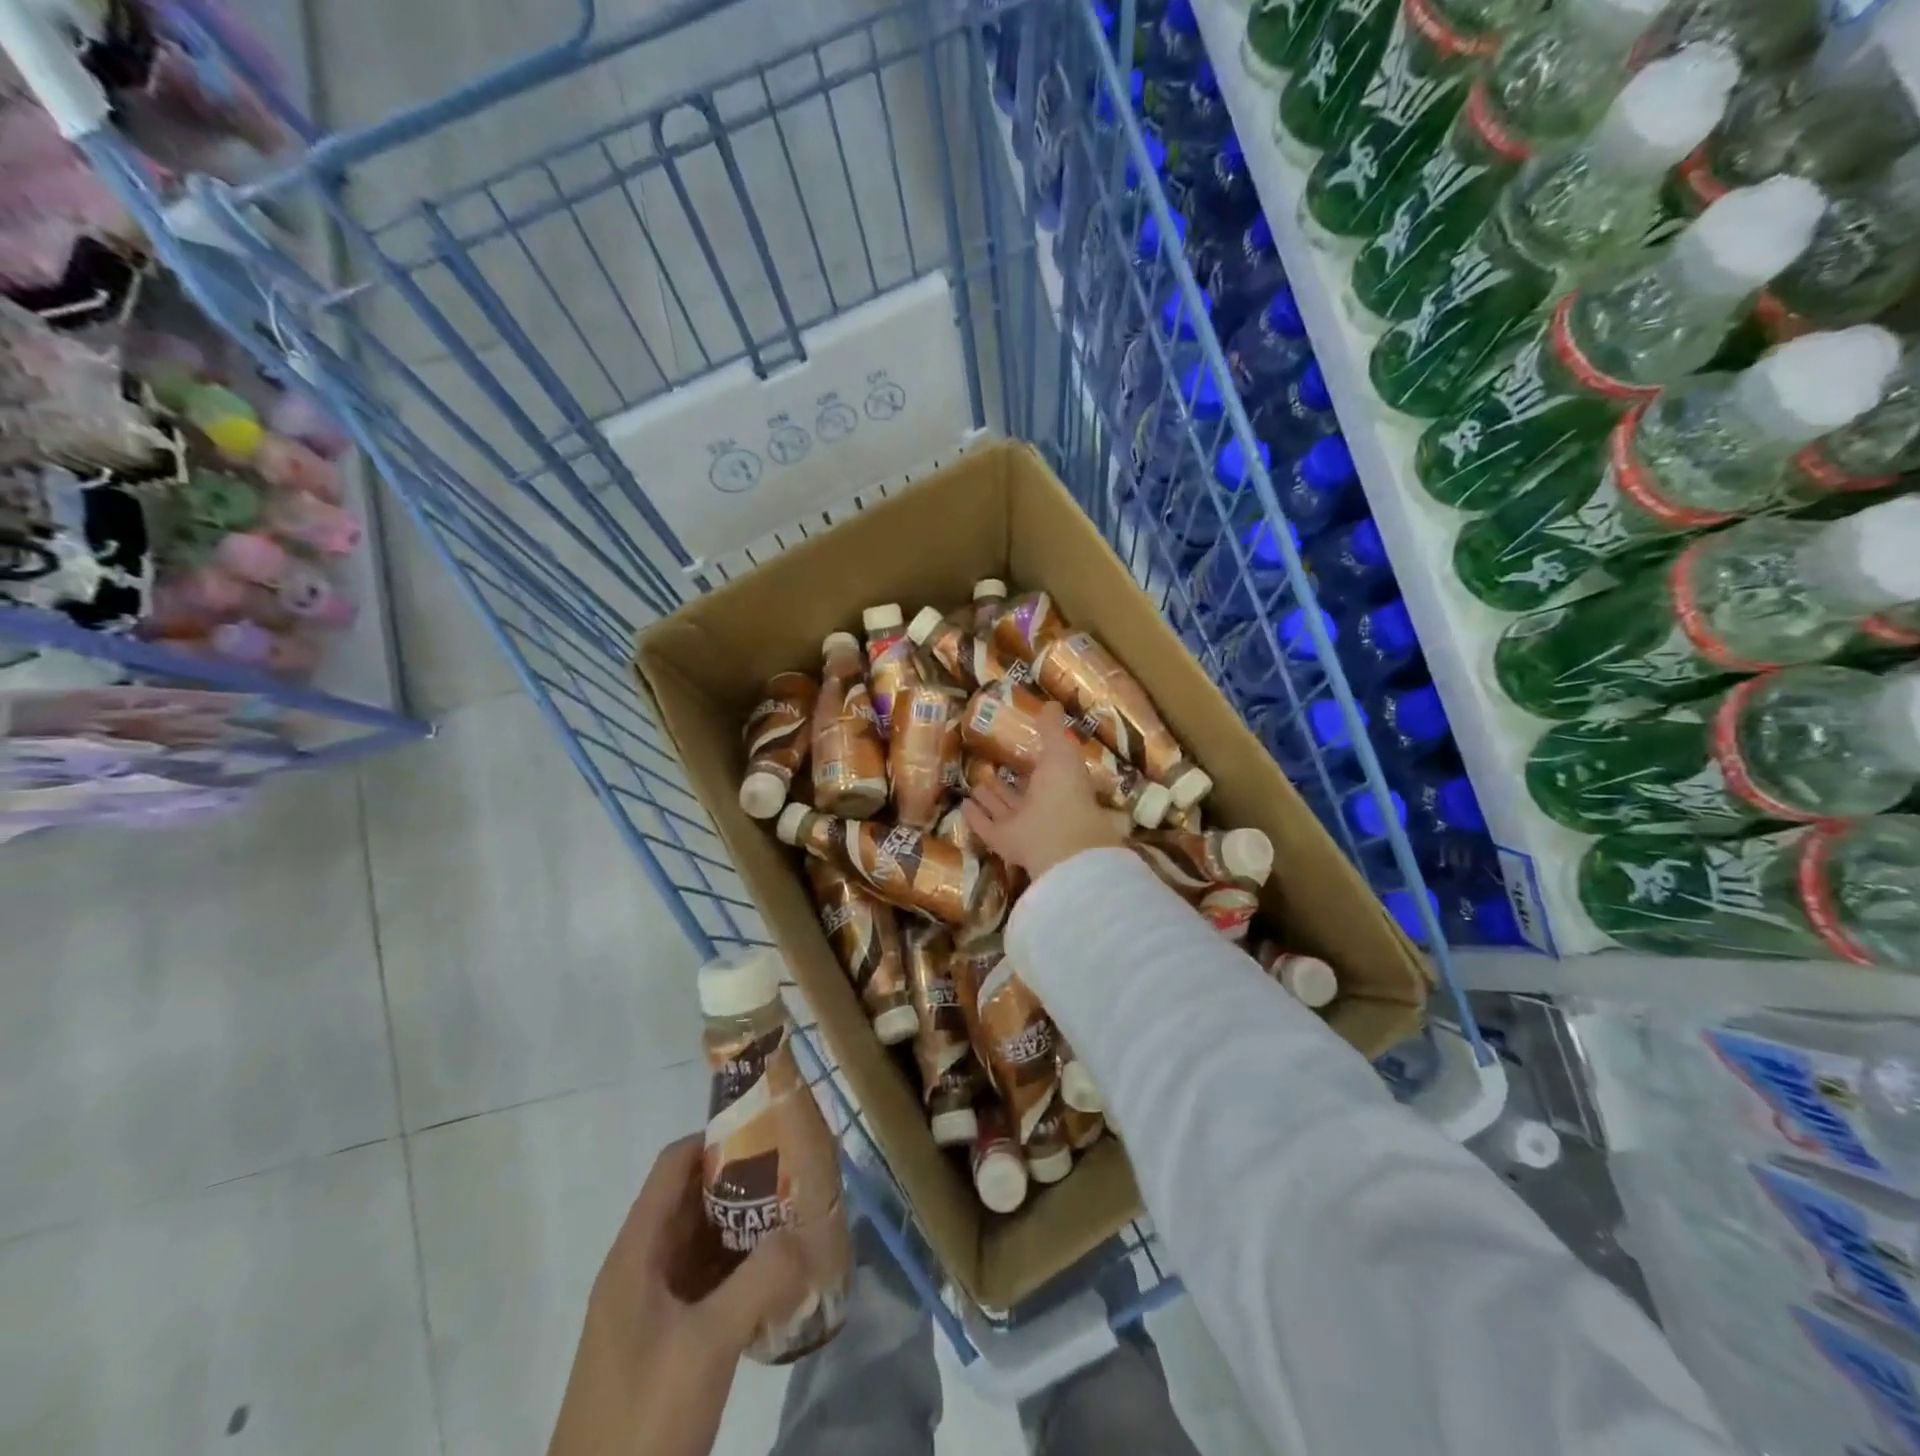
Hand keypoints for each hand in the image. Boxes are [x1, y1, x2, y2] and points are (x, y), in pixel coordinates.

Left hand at [548, 1135, 807, 1455]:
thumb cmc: (641, 1421)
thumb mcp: (707, 1345)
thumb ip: (762, 1279)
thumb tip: (809, 1231)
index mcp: (636, 1253)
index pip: (676, 1164)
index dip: (719, 1139)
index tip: (772, 1132)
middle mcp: (640, 1268)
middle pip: (694, 1200)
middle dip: (745, 1183)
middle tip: (799, 1175)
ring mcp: (650, 1307)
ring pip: (703, 1242)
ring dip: (747, 1228)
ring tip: (800, 1218)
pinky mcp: (663, 1342)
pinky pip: (707, 1283)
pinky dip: (741, 1271)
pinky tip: (781, 1279)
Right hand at [963, 699, 1125, 880]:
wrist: (1059, 837)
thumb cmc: (1064, 789)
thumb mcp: (1061, 750)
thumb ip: (1052, 729)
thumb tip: (1051, 703)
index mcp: (1059, 788)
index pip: (1045, 775)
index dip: (1034, 765)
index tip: (1019, 752)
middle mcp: (1041, 809)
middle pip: (1020, 796)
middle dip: (1007, 785)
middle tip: (991, 770)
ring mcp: (1022, 828)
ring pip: (1003, 812)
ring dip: (990, 800)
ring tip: (976, 785)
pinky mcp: (1003, 842)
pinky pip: (986, 828)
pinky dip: (975, 817)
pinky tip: (963, 805)